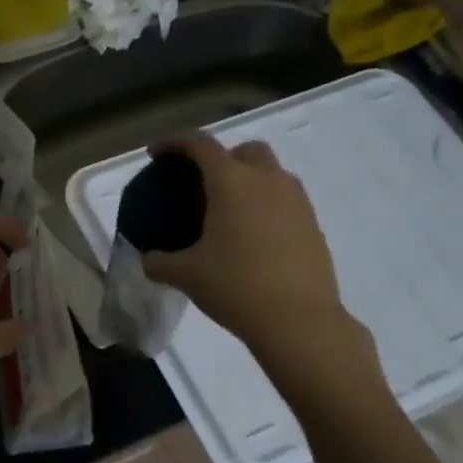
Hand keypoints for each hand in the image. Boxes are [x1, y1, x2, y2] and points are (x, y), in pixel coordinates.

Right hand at [141, 135, 377, 392]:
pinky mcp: (313, 224)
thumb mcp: (186, 275)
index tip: (158, 153)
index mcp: (231, 182)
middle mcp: (267, 180)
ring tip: (230, 212)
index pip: (200, 144)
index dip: (175, 142)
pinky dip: (267, 206)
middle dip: (222, 158)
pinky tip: (254, 237)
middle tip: (203, 185)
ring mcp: (296, 201)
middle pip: (245, 150)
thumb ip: (160, 262)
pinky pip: (286, 200)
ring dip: (249, 180)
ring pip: (272, 173)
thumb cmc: (235, 286)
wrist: (298, 320)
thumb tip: (149, 260)